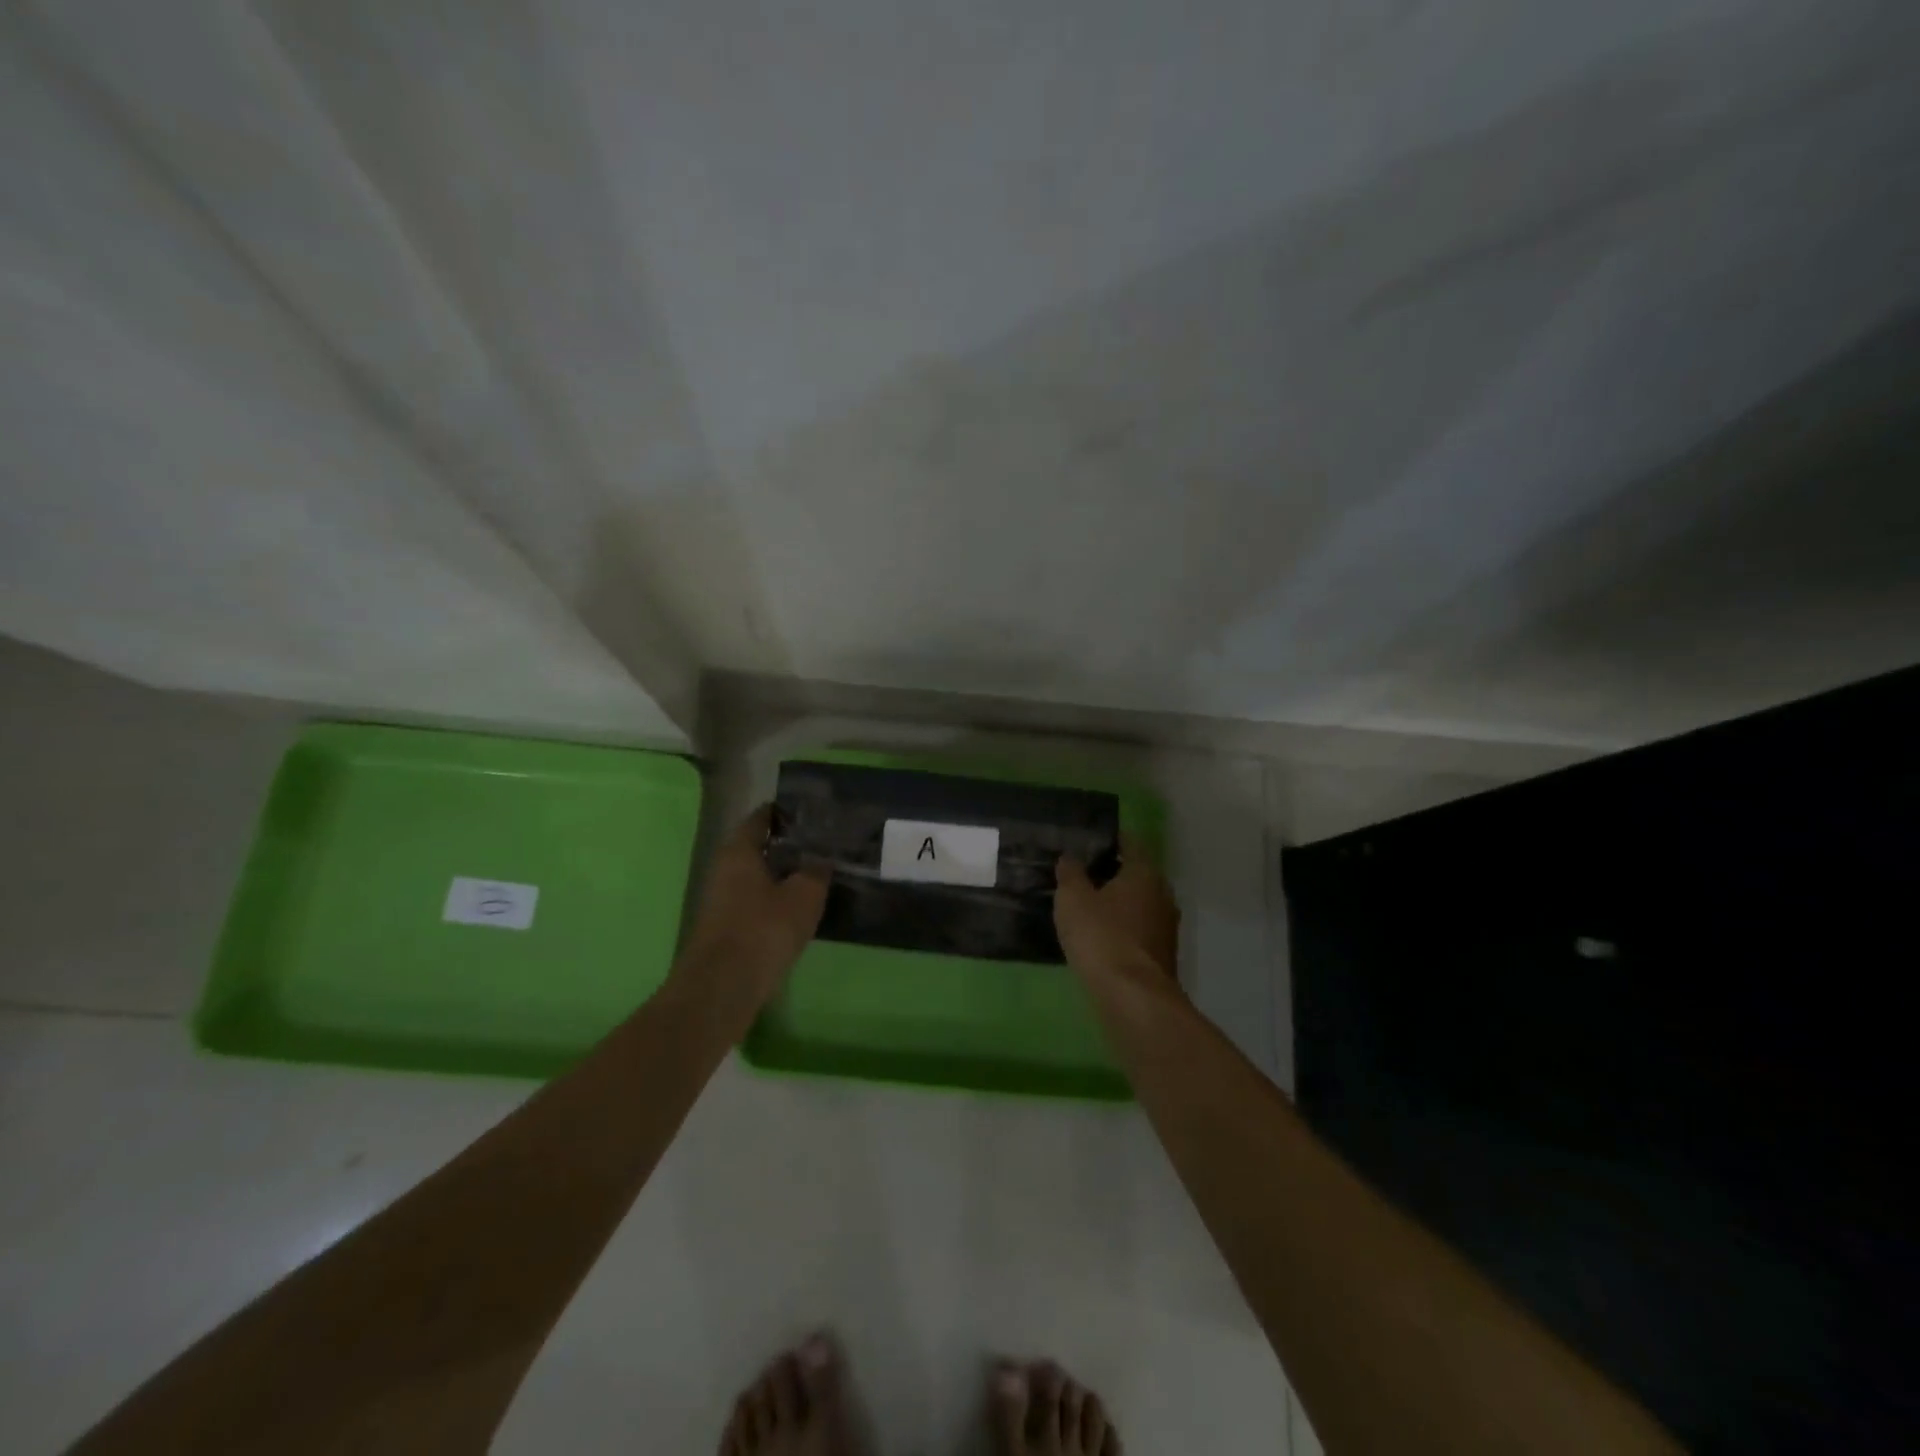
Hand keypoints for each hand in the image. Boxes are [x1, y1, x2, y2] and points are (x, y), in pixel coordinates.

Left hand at [674, 806, 829, 1012]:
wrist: (723, 987)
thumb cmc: (764, 929)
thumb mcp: (804, 895)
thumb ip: (816, 871)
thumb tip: (822, 859)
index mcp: (739, 850)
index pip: (761, 817)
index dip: (786, 812)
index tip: (812, 812)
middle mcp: (724, 868)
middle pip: (757, 847)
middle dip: (787, 845)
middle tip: (821, 844)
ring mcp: (721, 899)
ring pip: (756, 876)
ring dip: (782, 875)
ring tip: (816, 875)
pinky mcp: (725, 927)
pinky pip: (754, 901)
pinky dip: (774, 900)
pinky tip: (797, 909)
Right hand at [1054, 834, 1181, 988]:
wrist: (1133, 998)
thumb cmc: (1102, 937)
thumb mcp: (1073, 899)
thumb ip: (1070, 873)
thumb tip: (1070, 857)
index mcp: (1145, 873)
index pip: (1130, 843)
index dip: (1109, 839)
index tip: (1088, 839)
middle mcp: (1162, 894)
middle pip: (1136, 874)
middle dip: (1111, 872)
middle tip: (1080, 872)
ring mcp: (1166, 927)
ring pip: (1138, 904)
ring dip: (1117, 903)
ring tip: (1086, 905)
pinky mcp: (1161, 955)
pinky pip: (1137, 930)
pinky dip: (1121, 928)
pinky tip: (1098, 936)